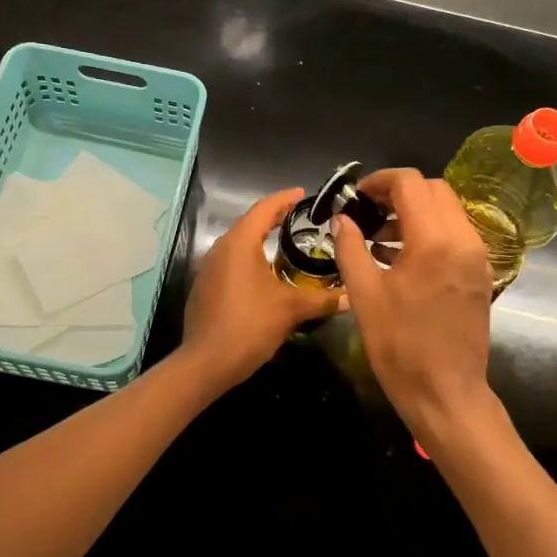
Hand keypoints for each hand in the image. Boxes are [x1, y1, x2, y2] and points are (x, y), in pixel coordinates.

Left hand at [181, 188, 341, 389]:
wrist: (206, 362)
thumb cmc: (249, 326)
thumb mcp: (291, 310)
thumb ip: (322, 300)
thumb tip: (351, 296)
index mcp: (239, 244)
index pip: (263, 209)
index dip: (283, 199)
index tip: (301, 193)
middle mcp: (220, 249)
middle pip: (249, 225)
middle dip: (274, 219)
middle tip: (300, 218)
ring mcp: (209, 270)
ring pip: (238, 246)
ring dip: (261, 242)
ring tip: (286, 245)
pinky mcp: (205, 289)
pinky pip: (231, 265)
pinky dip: (250, 261)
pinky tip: (265, 276)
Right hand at [333, 169, 494, 442]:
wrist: (445, 393)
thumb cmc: (399, 346)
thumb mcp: (364, 295)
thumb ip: (351, 248)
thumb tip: (342, 219)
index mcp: (434, 241)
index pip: (411, 184)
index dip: (380, 181)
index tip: (357, 196)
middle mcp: (463, 240)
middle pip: (435, 190)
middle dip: (400, 192)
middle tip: (368, 213)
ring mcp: (477, 257)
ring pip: (449, 211)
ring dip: (416, 212)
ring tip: (380, 238)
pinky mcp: (480, 274)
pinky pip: (456, 235)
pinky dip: (431, 232)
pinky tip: (402, 258)